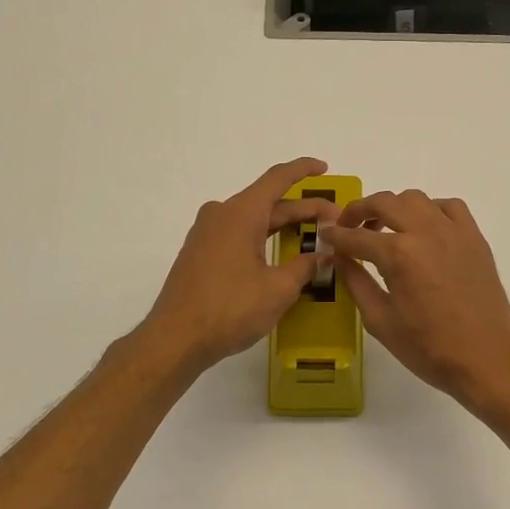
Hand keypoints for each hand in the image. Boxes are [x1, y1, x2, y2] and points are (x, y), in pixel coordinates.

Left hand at [143, 157, 339, 372]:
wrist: (175, 339)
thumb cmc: (230, 308)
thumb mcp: (278, 289)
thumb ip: (304, 267)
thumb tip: (322, 256)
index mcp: (241, 213)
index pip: (277, 178)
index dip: (303, 170)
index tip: (324, 168)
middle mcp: (221, 214)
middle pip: (268, 201)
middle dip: (303, 208)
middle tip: (334, 220)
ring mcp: (206, 234)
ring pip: (253, 219)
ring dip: (283, 224)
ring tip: (312, 235)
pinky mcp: (200, 253)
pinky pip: (238, 234)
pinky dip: (263, 238)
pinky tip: (280, 255)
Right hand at [323, 190, 509, 406]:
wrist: (486, 359)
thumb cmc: (428, 348)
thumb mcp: (381, 321)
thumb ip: (356, 283)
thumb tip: (339, 258)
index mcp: (399, 255)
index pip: (356, 236)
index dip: (336, 236)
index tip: (325, 235)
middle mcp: (425, 232)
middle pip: (384, 202)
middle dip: (359, 210)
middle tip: (348, 226)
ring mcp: (454, 231)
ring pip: (416, 199)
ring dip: (394, 207)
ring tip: (386, 228)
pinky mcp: (475, 238)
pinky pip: (450, 207)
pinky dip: (431, 210)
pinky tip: (424, 229)